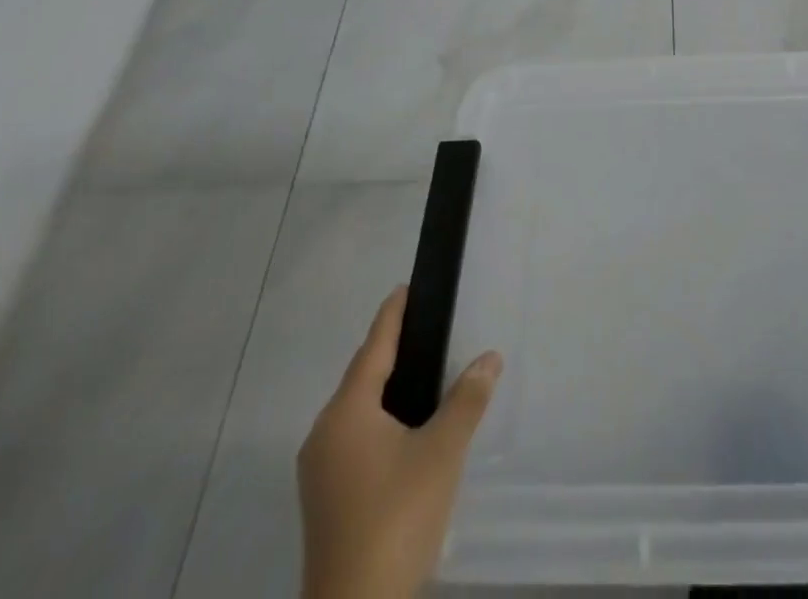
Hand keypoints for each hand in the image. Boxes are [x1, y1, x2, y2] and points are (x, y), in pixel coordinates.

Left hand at [297, 286, 501, 598]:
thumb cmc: (396, 519)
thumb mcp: (443, 453)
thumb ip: (467, 400)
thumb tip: (489, 357)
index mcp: (347, 413)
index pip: (373, 347)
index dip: (392, 315)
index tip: (406, 287)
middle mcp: (324, 434)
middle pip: (361, 377)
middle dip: (391, 351)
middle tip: (425, 328)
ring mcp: (319, 471)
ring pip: (356, 411)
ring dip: (385, 389)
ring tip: (422, 374)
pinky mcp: (324, 500)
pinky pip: (353, 438)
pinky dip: (378, 420)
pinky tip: (404, 432)